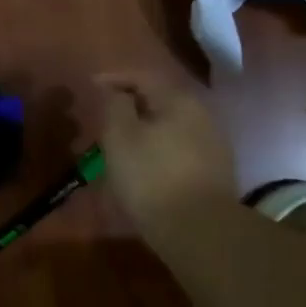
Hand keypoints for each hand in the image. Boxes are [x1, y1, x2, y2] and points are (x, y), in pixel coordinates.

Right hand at [96, 70, 237, 241]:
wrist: (199, 230)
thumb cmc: (151, 176)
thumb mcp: (120, 136)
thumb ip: (114, 105)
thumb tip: (114, 90)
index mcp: (178, 100)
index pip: (143, 76)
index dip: (114, 78)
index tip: (91, 85)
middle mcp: (201, 114)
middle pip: (160, 98)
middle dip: (130, 103)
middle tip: (105, 115)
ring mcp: (212, 142)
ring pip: (170, 123)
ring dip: (145, 126)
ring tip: (121, 141)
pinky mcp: (214, 169)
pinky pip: (179, 145)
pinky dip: (158, 146)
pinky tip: (145, 162)